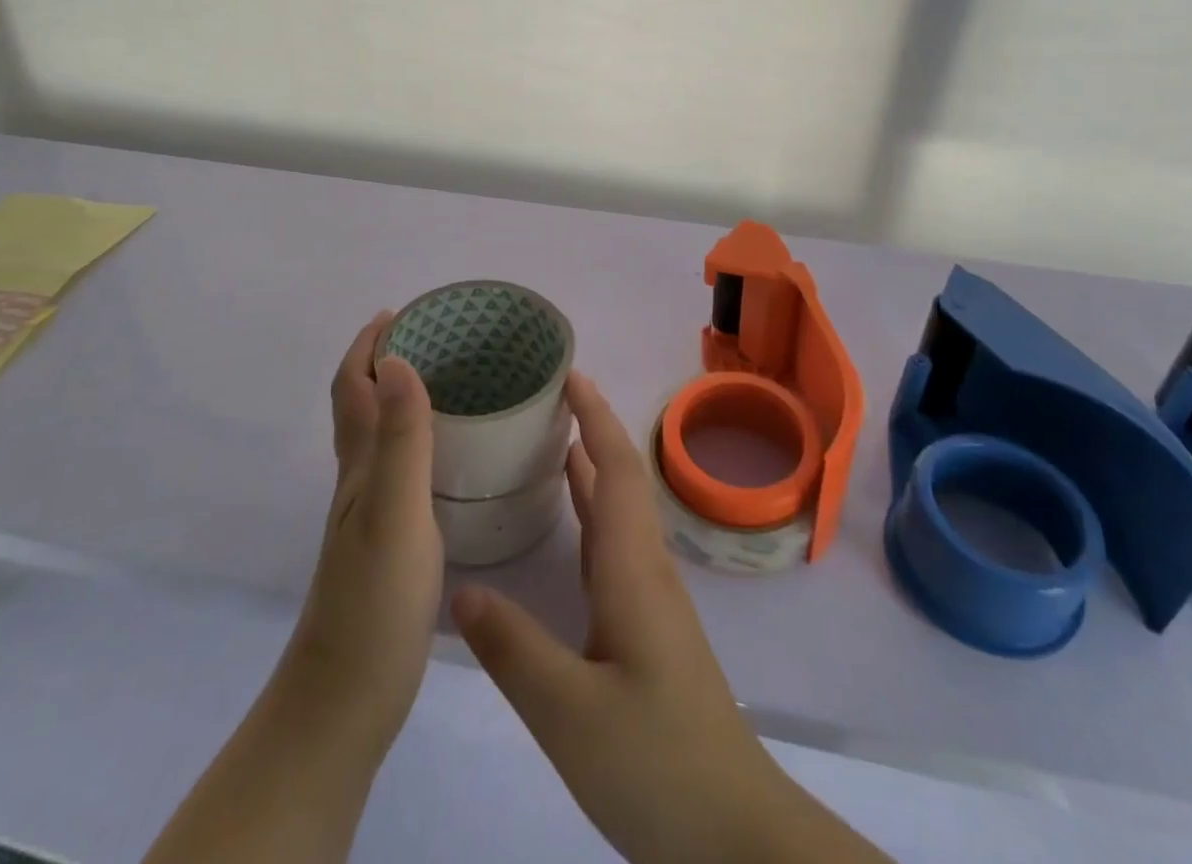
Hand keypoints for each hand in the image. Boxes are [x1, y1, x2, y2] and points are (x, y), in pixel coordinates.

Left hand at [146, 314, 441, 863]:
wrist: (344, 706)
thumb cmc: (373, 604)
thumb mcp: (394, 513)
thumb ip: (400, 439)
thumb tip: (398, 360)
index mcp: (358, 467)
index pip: (351, 387)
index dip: (368, 345)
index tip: (401, 313)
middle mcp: (358, 482)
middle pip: (361, 405)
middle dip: (387, 361)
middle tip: (438, 339)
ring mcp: (369, 515)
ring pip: (380, 437)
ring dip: (401, 398)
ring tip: (451, 382)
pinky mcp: (388, 544)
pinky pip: (401, 470)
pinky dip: (418, 442)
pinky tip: (448, 456)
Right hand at [451, 375, 888, 863]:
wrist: (730, 827)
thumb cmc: (656, 760)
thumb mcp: (570, 713)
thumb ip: (514, 649)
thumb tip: (461, 588)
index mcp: (632, 568)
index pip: (616, 468)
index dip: (594, 416)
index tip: (569, 373)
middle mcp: (645, 567)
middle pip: (621, 476)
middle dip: (591, 426)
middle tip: (547, 394)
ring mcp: (650, 595)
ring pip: (619, 508)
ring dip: (591, 464)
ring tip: (548, 437)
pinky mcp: (647, 623)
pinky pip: (614, 542)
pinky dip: (591, 509)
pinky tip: (568, 519)